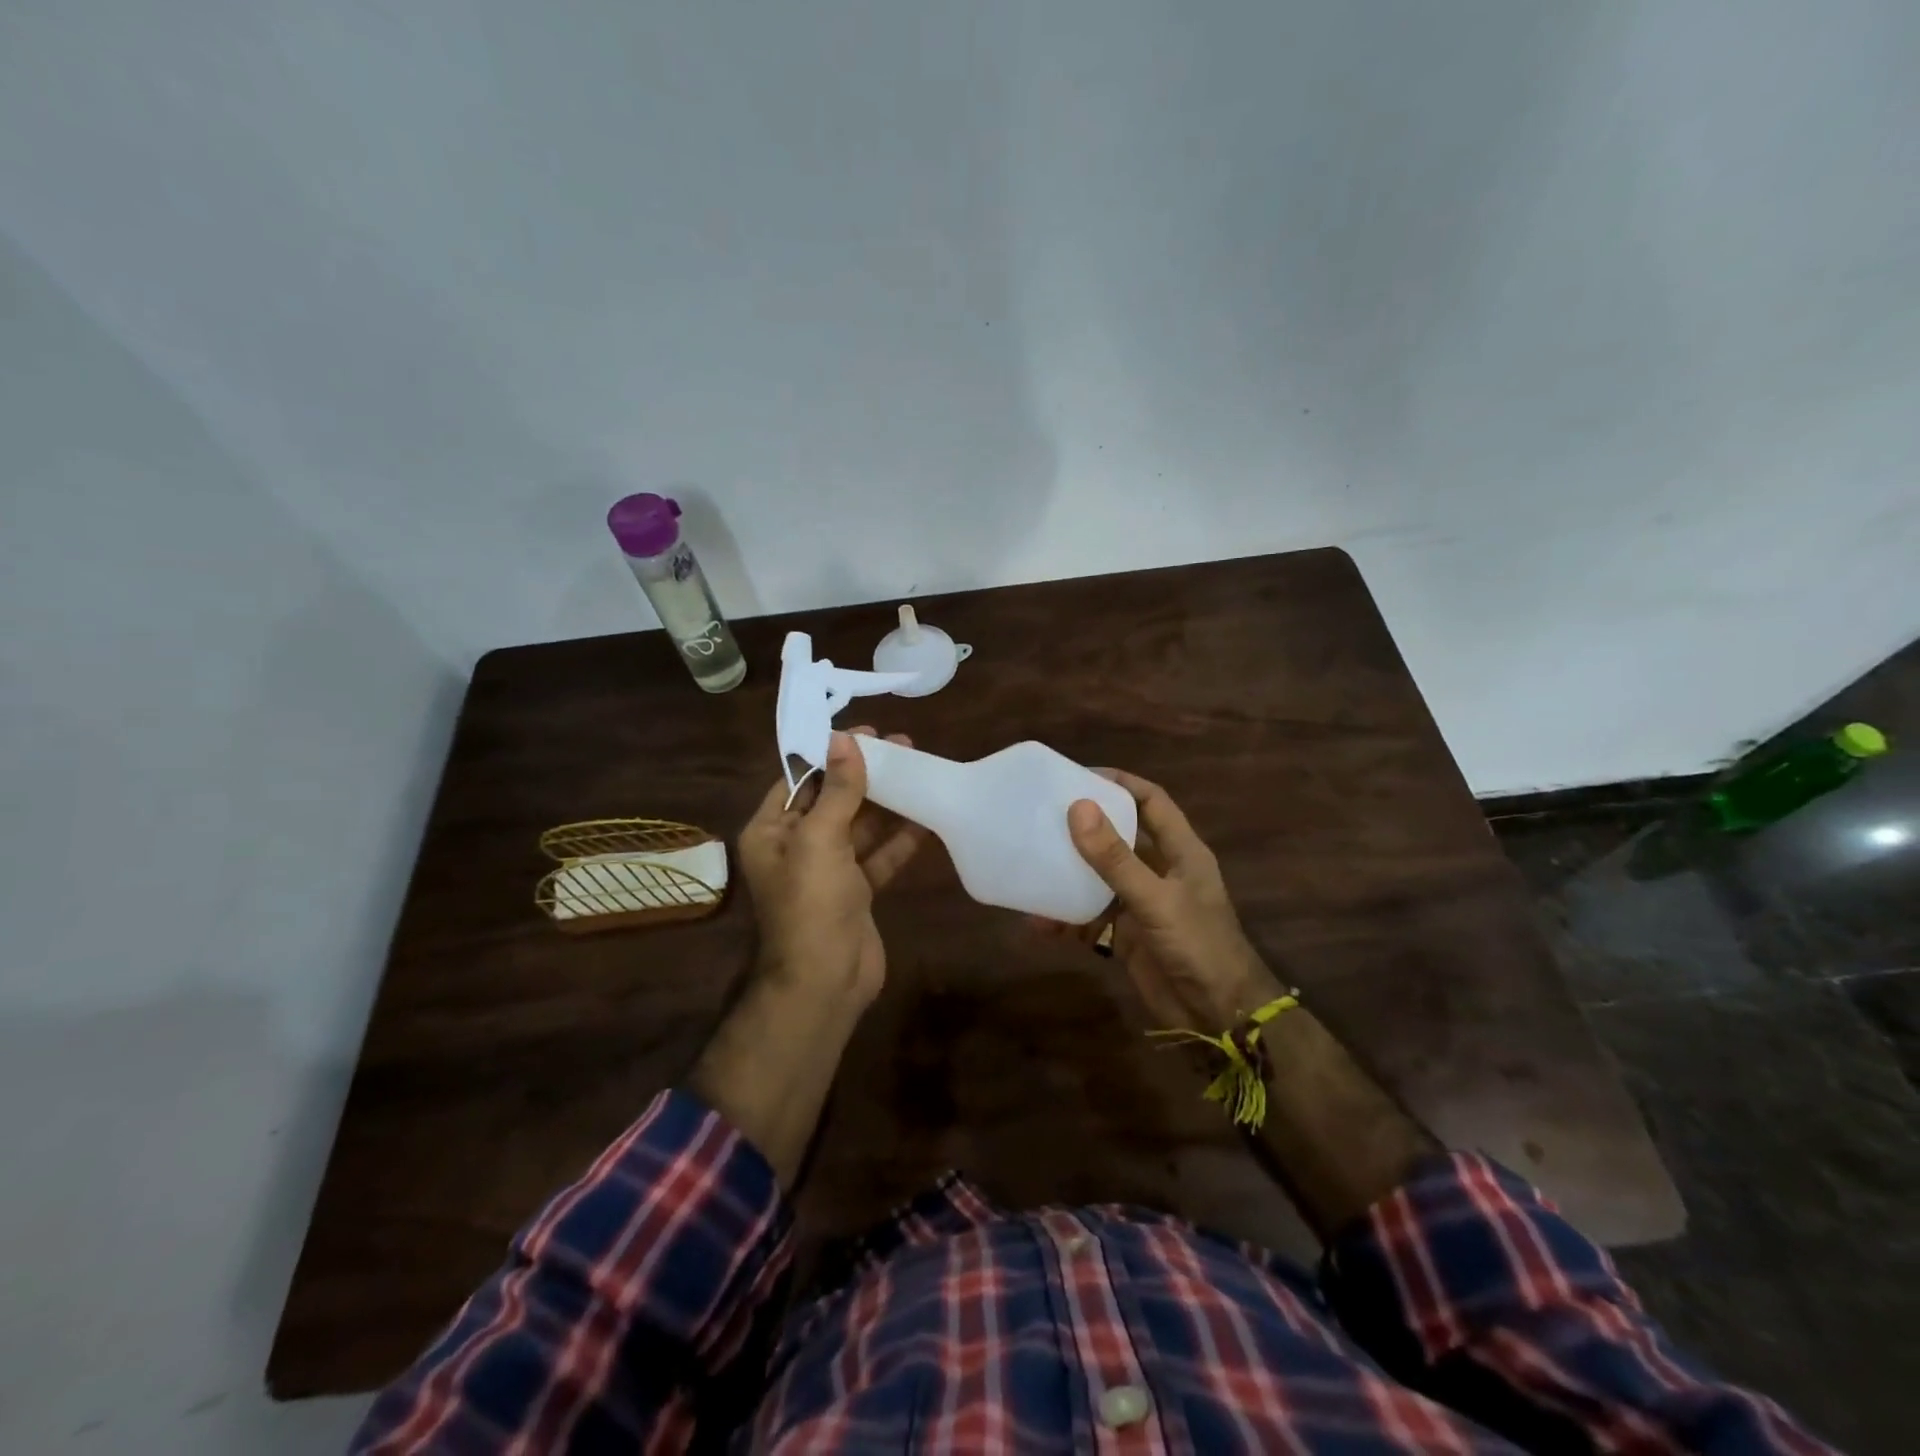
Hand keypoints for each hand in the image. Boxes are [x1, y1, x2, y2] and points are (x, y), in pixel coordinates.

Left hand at [737, 727, 927, 1009]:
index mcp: (771, 832)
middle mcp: (796, 847)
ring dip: (887, 801)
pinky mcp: (857, 891)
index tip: (866, 733)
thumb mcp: (820, 839)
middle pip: (833, 799)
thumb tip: (844, 739)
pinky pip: (879, 855)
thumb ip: (837, 789)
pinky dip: (901, 838)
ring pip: (860, 826)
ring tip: (920, 768)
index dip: (831, 754)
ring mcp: (829, 870)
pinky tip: (927, 815)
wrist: (826, 982)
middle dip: (865, 774)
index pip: (800, 780)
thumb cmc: (811, 904)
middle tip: (903, 745)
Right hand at [1044, 769, 1281, 1032]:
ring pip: (1100, 877)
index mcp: (1180, 851)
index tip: (1080, 775)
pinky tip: (1038, 921)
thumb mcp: (1155, 899)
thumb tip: (1078, 808)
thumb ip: (1116, 858)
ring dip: (1070, 873)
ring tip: (1033, 860)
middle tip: (1045, 813)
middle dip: (1086, 825)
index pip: (1151, 801)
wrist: (1218, 1016)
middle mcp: (1161, 871)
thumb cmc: (1198, 946)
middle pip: (1120, 836)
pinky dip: (1066, 918)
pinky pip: (1090, 918)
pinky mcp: (1127, 936)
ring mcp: (1142, 904)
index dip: (1121, 783)